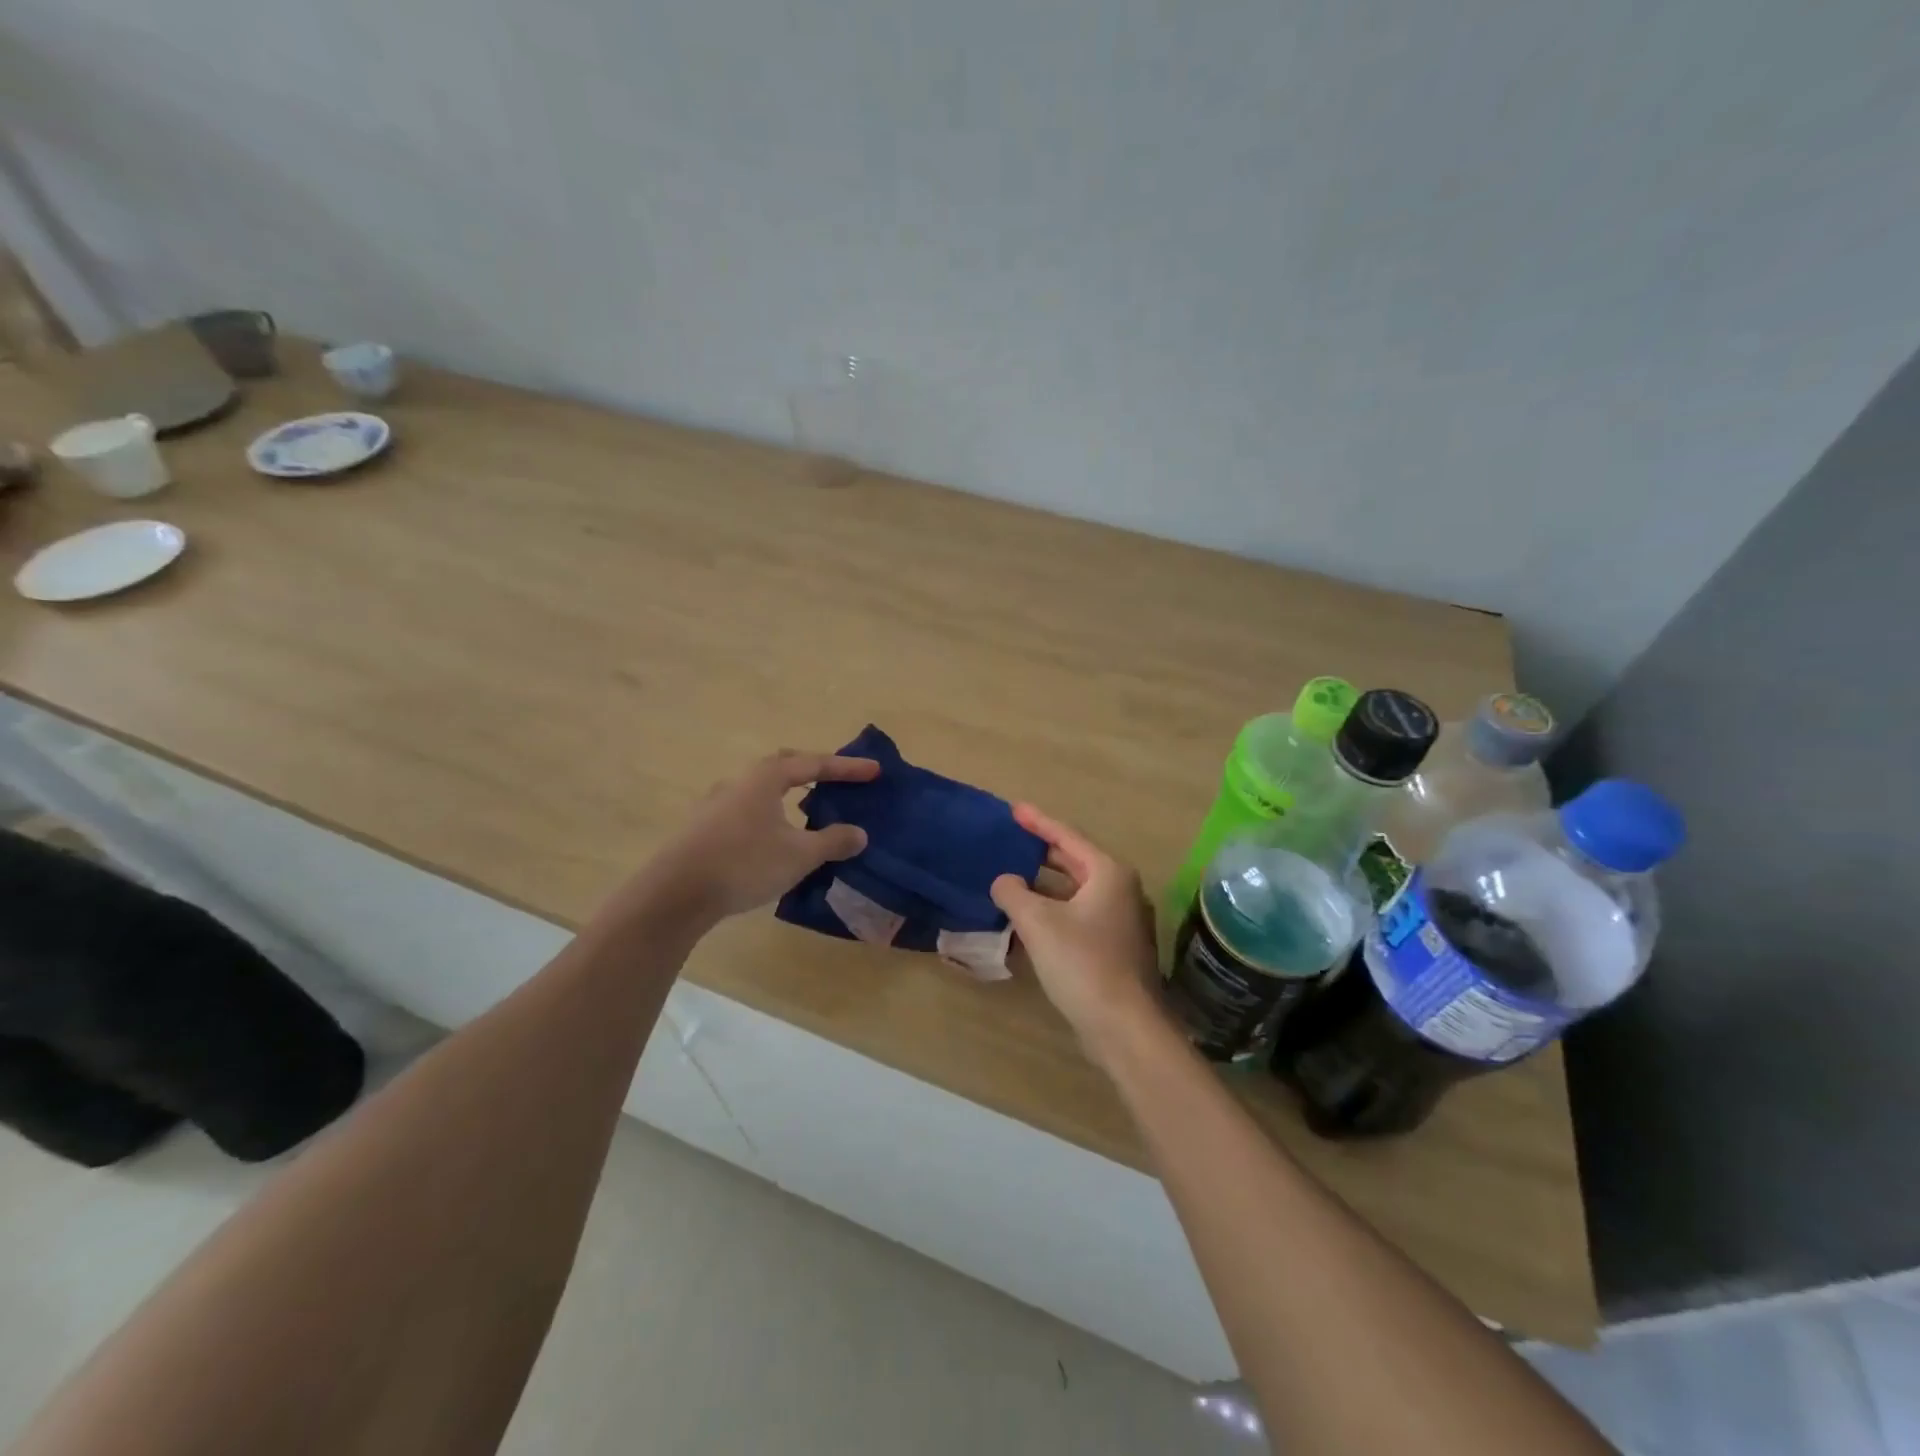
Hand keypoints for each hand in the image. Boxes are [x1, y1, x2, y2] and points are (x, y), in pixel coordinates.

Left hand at [643, 749, 879, 923]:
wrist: (675, 893)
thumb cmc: (744, 863)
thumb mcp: (799, 855)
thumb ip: (832, 841)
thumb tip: (859, 833)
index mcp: (766, 777)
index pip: (814, 764)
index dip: (847, 768)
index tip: (875, 771)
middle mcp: (739, 781)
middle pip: (784, 767)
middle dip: (814, 771)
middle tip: (839, 780)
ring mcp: (716, 803)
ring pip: (763, 789)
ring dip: (789, 795)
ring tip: (809, 809)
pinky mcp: (703, 826)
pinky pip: (748, 809)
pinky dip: (771, 814)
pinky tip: (775, 836)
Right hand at [990, 804, 1164, 1054]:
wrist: (1124, 1026)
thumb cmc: (1083, 963)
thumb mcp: (1038, 923)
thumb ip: (1014, 893)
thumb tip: (1004, 881)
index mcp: (1108, 873)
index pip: (1067, 836)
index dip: (1038, 821)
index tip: (1014, 809)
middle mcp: (1120, 890)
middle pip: (1074, 861)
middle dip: (1041, 851)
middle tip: (1011, 840)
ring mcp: (1121, 920)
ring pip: (1075, 891)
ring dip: (1044, 885)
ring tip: (1012, 878)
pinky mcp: (1115, 947)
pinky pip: (1078, 915)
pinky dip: (1053, 910)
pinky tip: (1028, 919)